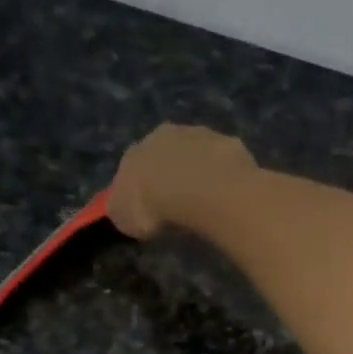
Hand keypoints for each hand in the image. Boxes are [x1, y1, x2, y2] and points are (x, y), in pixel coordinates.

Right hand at [106, 123, 256, 239]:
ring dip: (200, 172)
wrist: (199, 188)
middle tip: (180, 203)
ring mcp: (200, 135)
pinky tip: (228, 196)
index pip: (133, 167)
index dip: (142, 188)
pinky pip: (224, 163)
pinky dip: (225, 176)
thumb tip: (123, 208)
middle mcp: (165, 135)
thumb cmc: (154, 206)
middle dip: (172, 174)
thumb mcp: (125, 218)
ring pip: (197, 154)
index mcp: (135, 151)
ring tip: (207, 201)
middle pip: (166, 155)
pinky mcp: (230, 143)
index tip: (151, 208)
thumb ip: (123, 209)